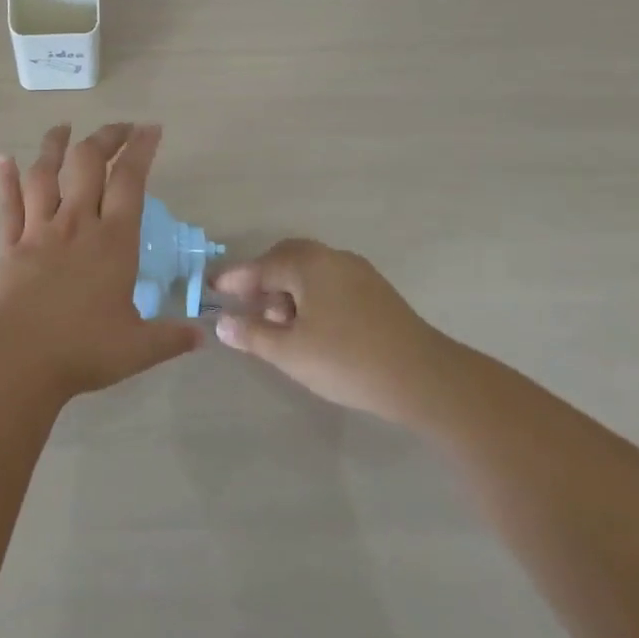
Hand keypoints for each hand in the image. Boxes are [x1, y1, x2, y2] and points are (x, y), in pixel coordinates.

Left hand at [0, 123, 200, 402]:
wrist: (21, 358)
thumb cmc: (84, 350)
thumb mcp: (139, 348)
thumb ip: (171, 337)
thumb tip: (202, 336)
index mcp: (113, 242)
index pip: (130, 182)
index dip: (141, 150)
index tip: (150, 128)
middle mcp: (76, 225)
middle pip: (88, 165)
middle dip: (105, 138)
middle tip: (118, 127)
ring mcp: (39, 231)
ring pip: (45, 175)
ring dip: (53, 147)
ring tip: (62, 128)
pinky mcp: (10, 244)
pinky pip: (8, 204)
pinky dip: (5, 179)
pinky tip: (3, 158)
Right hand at [211, 240, 452, 422]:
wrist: (427, 380)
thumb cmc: (348, 360)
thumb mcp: (290, 352)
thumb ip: (252, 335)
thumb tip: (223, 323)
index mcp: (307, 264)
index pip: (259, 267)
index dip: (233, 280)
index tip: (211, 289)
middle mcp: (332, 258)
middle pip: (286, 259)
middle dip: (262, 279)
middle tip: (244, 304)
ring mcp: (358, 273)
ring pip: (310, 272)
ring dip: (287, 291)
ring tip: (276, 325)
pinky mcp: (376, 293)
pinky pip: (330, 284)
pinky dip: (310, 298)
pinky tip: (310, 328)